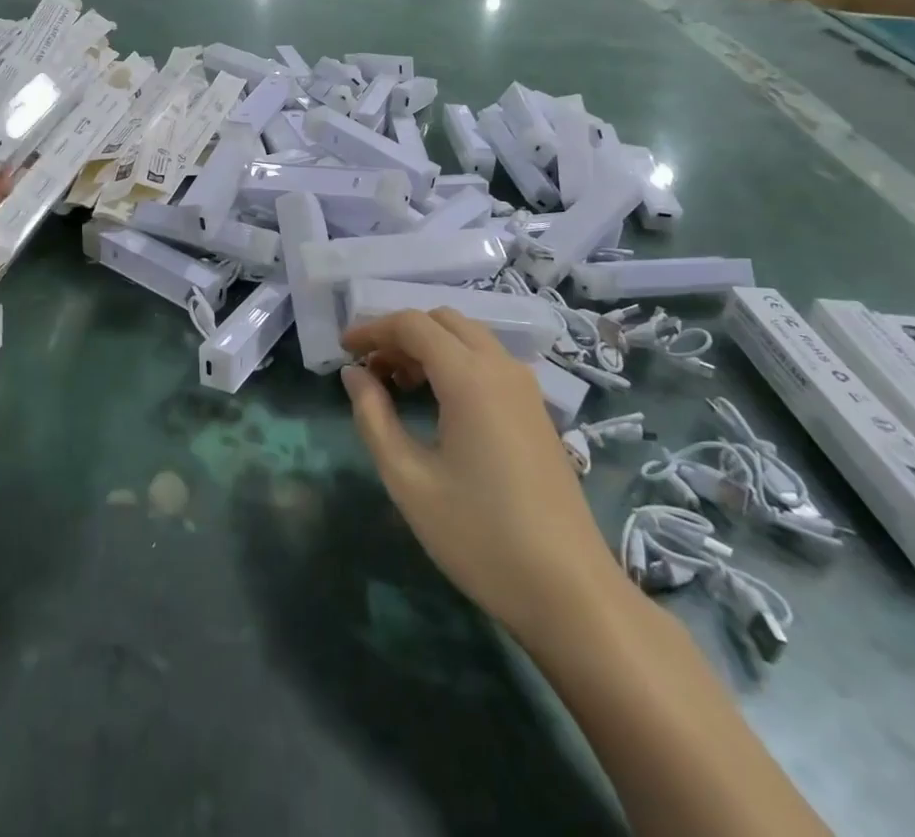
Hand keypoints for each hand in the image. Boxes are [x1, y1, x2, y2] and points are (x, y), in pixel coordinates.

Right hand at [340, 309, 623, 636]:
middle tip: (370, 368)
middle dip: (401, 334)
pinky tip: (438, 403)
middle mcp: (501, 368)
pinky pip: (488, 362)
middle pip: (443, 321)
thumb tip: (354, 373)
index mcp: (469, 377)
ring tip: (397, 385)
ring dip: (429, 346)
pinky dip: (455, 362)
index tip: (343, 350)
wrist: (570, 593)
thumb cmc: (480, 536)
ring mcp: (525, 388)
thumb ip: (373, 416)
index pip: (413, 324)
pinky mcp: (537, 410)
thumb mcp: (408, 479)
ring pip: (469, 338)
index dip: (373, 329)